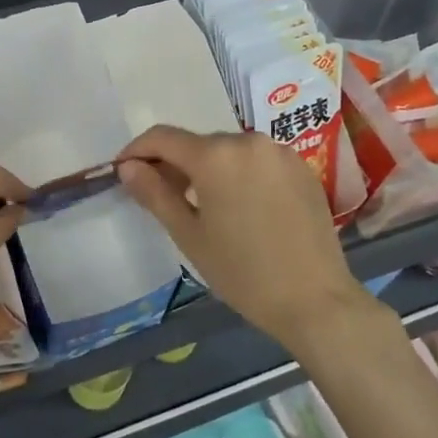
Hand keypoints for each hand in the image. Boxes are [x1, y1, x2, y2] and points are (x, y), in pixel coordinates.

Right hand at [116, 125, 389, 350]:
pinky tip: (238, 207)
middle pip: (197, 143)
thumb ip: (154, 193)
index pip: (163, 138)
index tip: (123, 170)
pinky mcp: (301, 167)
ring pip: (228, 151)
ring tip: (200, 205)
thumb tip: (127, 166)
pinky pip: (256, 161)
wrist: (315, 300)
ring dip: (206, 169)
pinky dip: (238, 174)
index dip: (137, 150)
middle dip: (173, 163)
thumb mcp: (189, 234)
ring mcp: (280, 152)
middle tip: (160, 196)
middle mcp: (248, 141)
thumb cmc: (242, 272)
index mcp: (216, 155)